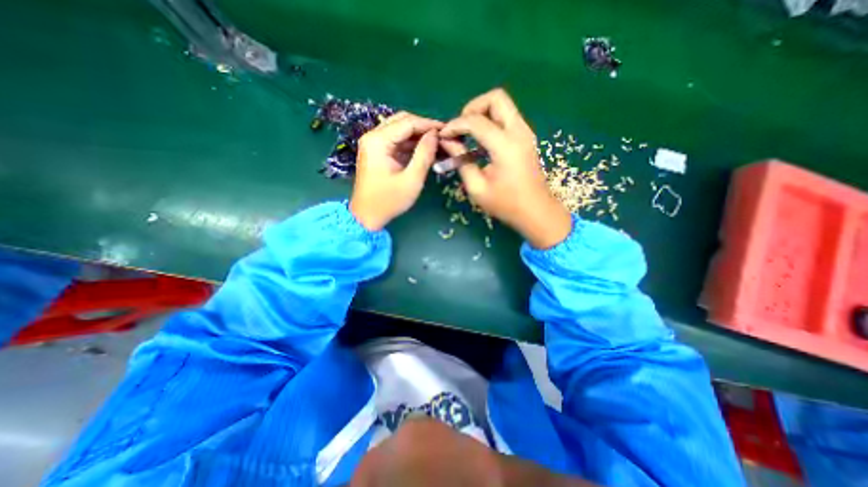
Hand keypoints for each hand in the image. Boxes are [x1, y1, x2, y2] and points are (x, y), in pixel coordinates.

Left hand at [349, 110, 442, 229]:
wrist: (367, 216)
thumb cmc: (389, 200)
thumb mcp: (411, 179)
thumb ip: (424, 154)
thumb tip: (435, 135)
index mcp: (378, 141)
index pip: (408, 122)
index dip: (429, 124)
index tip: (447, 130)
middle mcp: (373, 136)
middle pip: (402, 121)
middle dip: (423, 127)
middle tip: (441, 137)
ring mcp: (373, 143)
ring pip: (400, 130)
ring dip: (418, 135)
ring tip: (436, 144)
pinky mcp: (376, 152)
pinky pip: (396, 141)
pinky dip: (410, 144)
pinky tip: (424, 150)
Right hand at [437, 88, 574, 246]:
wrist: (536, 212)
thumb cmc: (506, 204)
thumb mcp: (477, 187)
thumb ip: (461, 161)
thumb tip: (447, 142)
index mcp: (505, 146)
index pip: (475, 121)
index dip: (455, 125)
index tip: (443, 135)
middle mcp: (518, 132)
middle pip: (496, 98)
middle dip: (473, 108)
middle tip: (461, 128)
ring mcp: (525, 133)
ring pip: (502, 105)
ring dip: (482, 114)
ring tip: (468, 135)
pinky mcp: (526, 138)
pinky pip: (506, 118)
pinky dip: (491, 122)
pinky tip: (480, 142)